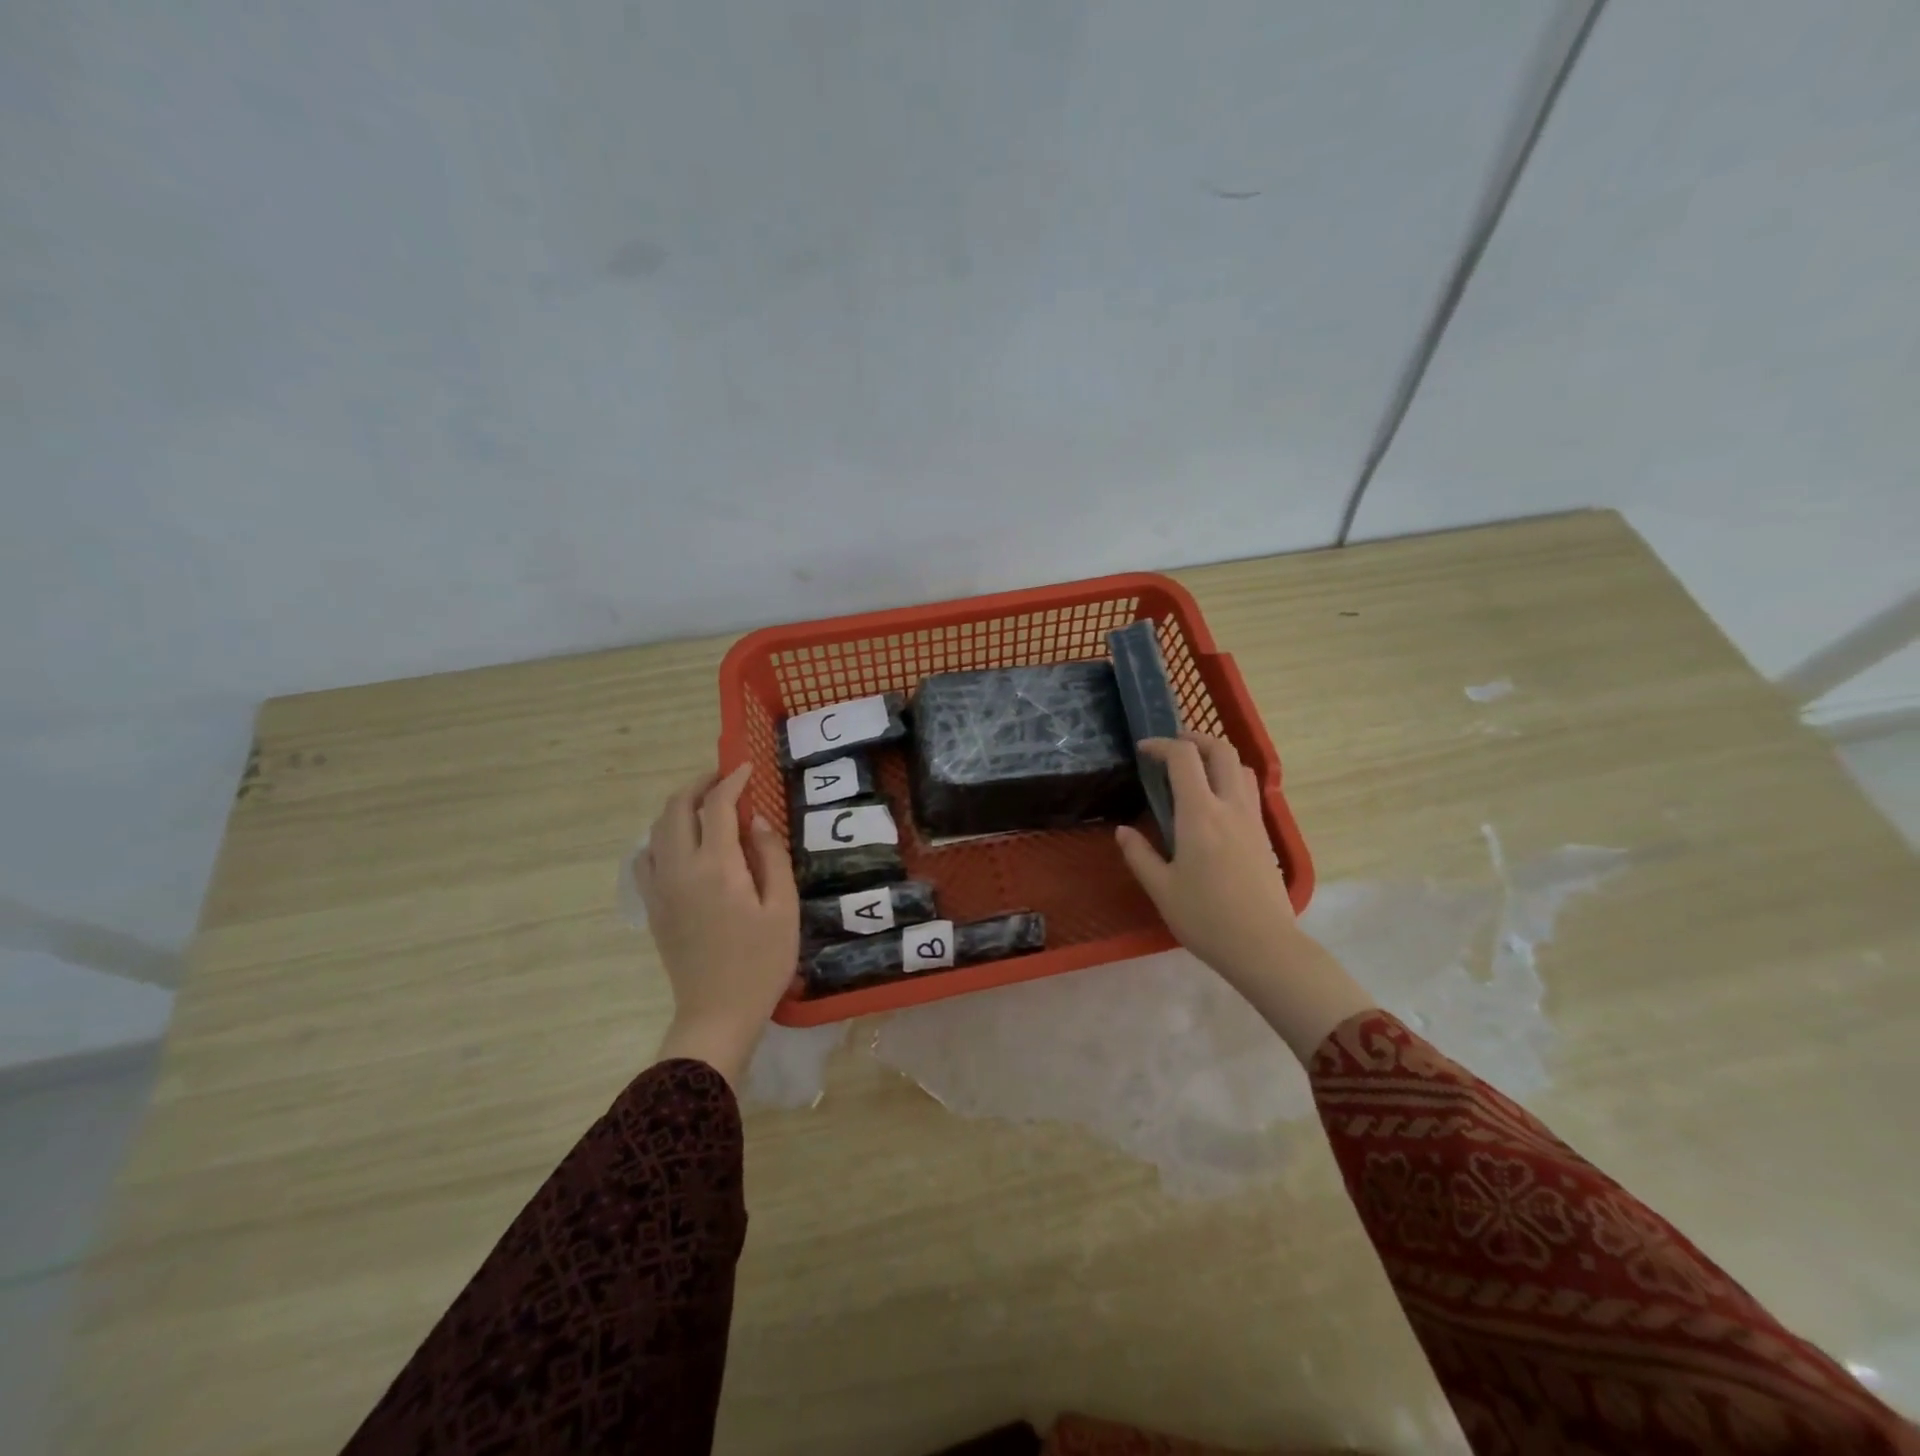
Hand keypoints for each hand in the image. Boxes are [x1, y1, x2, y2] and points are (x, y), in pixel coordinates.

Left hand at [635, 763, 798, 1087]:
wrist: (717, 1013)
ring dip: (679, 808)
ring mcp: (660, 888)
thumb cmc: (761, 962)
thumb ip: (771, 857)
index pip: (717, 806)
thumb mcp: (783, 908)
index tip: (746, 767)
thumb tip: (757, 820)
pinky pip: (646, 857)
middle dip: (698, 785)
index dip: (731, 781)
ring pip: (656, 830)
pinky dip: (661, 837)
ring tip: (705, 807)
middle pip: (676, 809)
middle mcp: (680, 869)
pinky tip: (681, 845)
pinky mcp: (653, 906)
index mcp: (716, 868)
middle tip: (724, 780)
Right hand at [1116, 734, 1372, 1062]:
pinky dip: (1230, 779)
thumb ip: (1139, 855)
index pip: (1183, 758)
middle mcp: (1230, 806)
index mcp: (1199, 814)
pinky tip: (1214, 803)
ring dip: (1217, 756)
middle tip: (1173, 746)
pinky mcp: (1264, 836)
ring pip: (1240, 768)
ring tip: (1196, 769)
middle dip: (1196, 738)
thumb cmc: (1206, 918)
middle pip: (1221, 751)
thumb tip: (1123, 831)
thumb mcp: (1161, 889)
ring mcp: (1253, 819)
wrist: (1264, 946)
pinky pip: (1249, 791)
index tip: (1143, 750)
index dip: (1161, 745)